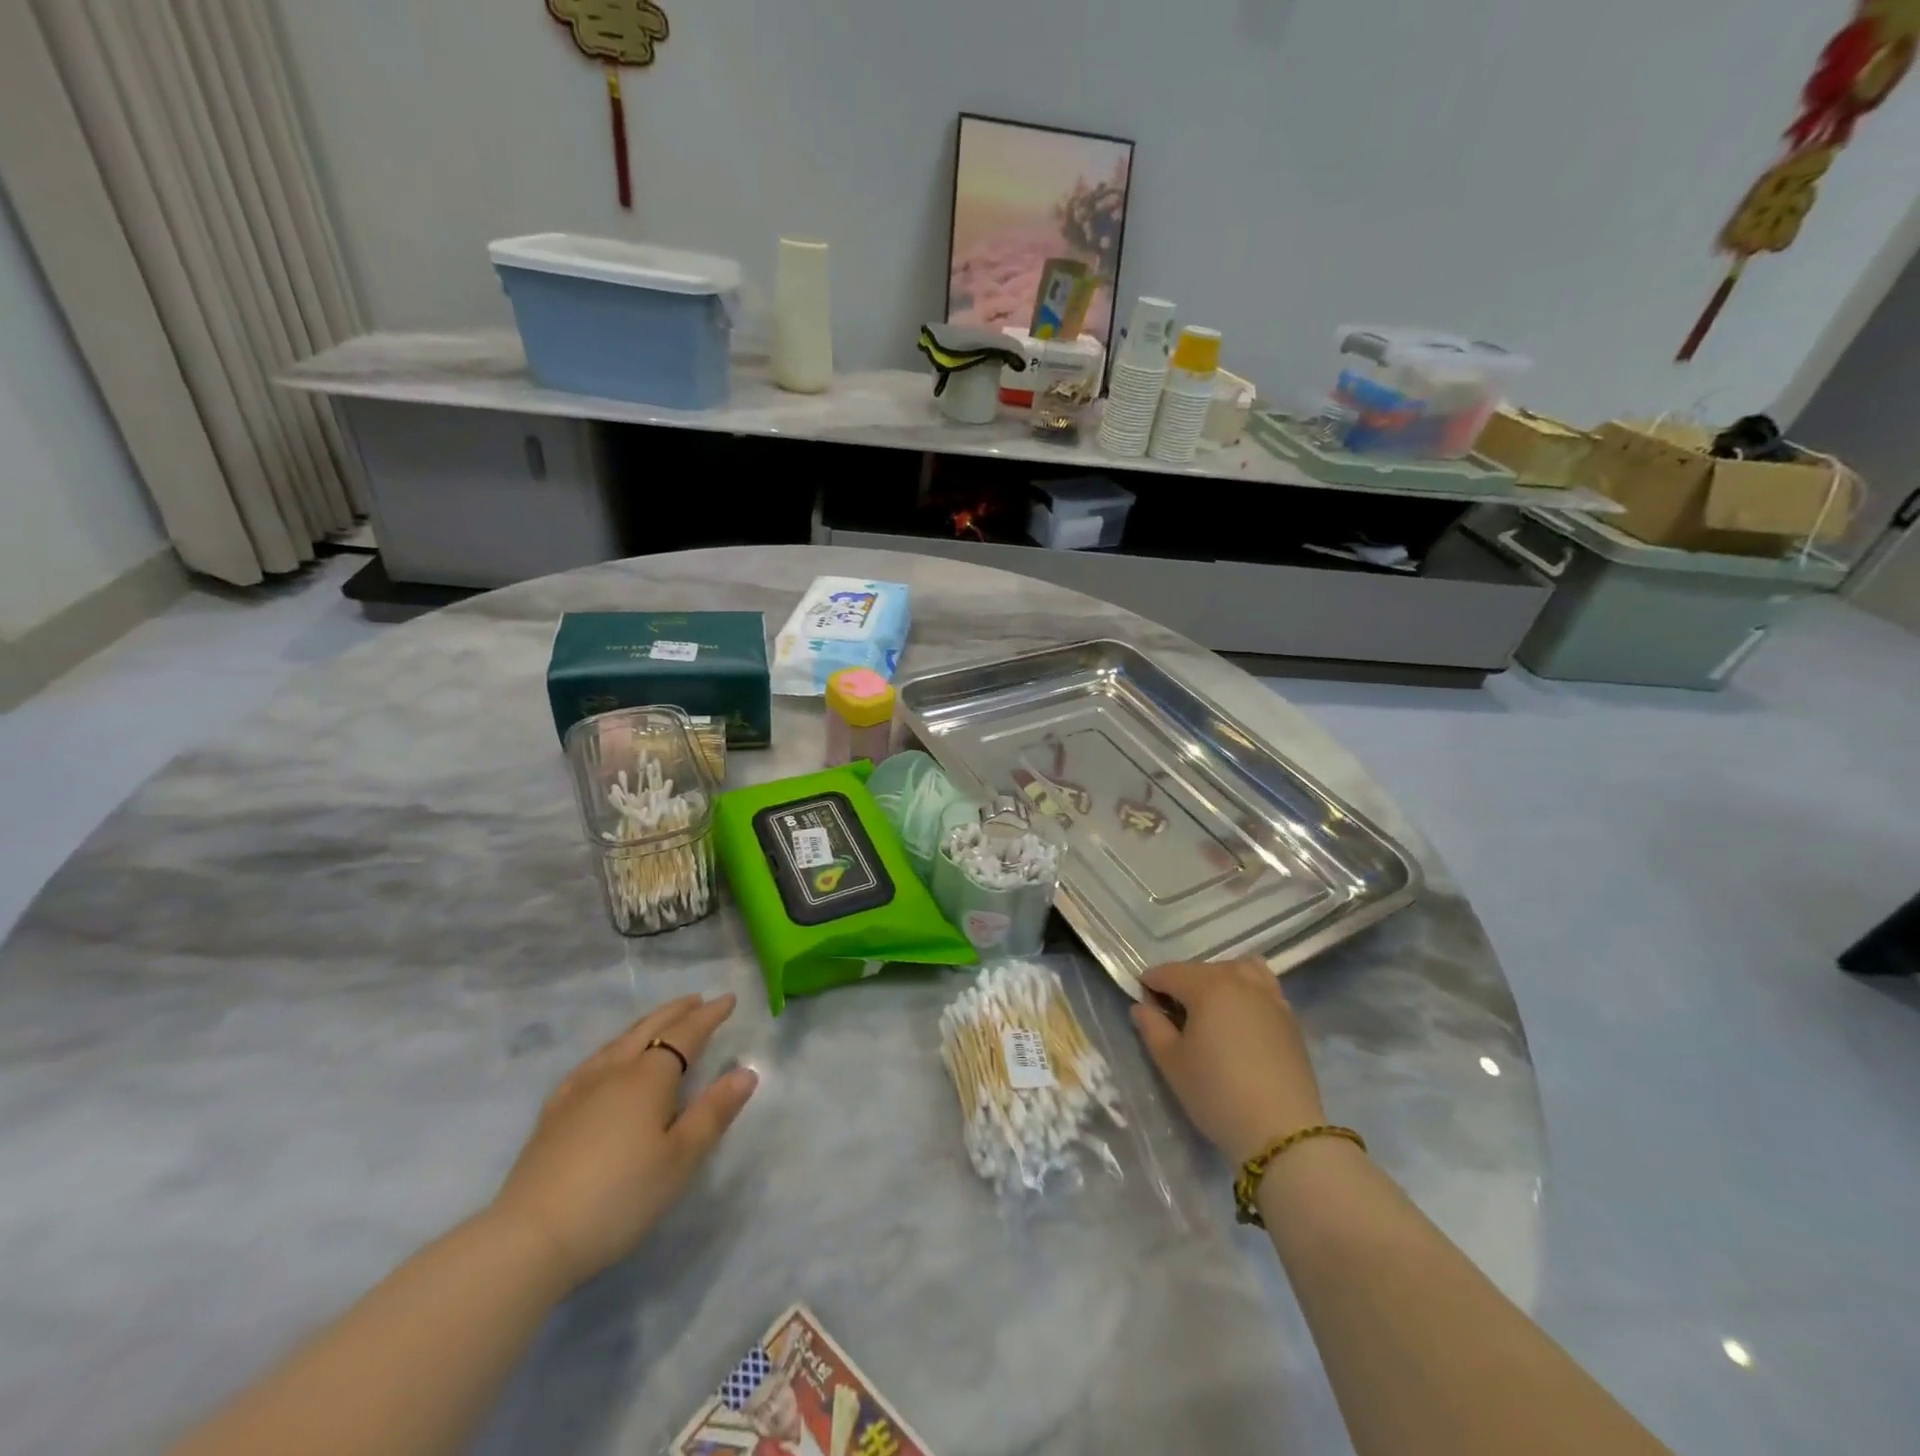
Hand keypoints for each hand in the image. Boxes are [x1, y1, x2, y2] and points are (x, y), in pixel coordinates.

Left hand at [489, 993, 757, 1289]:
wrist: (530, 1238)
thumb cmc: (619, 1197)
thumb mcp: (680, 1159)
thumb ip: (714, 1112)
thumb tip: (746, 1071)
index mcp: (649, 1077)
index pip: (686, 1034)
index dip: (709, 1015)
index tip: (728, 1000)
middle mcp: (614, 1071)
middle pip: (650, 1028)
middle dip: (677, 1011)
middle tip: (698, 1000)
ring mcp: (579, 1089)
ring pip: (619, 1041)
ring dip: (646, 1024)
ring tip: (661, 1021)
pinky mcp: (554, 1112)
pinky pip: (592, 1062)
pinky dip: (613, 1047)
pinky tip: (608, 1061)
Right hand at [1131, 959, 1326, 1163]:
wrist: (1282, 1132)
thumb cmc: (1217, 1094)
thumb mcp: (1172, 1063)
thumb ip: (1152, 1027)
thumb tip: (1141, 1006)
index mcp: (1206, 986)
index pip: (1168, 972)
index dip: (1149, 984)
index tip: (1143, 1005)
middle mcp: (1239, 981)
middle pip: (1201, 969)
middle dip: (1181, 983)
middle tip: (1172, 1015)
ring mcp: (1269, 996)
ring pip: (1237, 969)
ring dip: (1217, 979)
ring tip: (1210, 1008)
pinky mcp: (1289, 1017)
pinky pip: (1263, 985)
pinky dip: (1246, 989)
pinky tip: (1240, 1018)